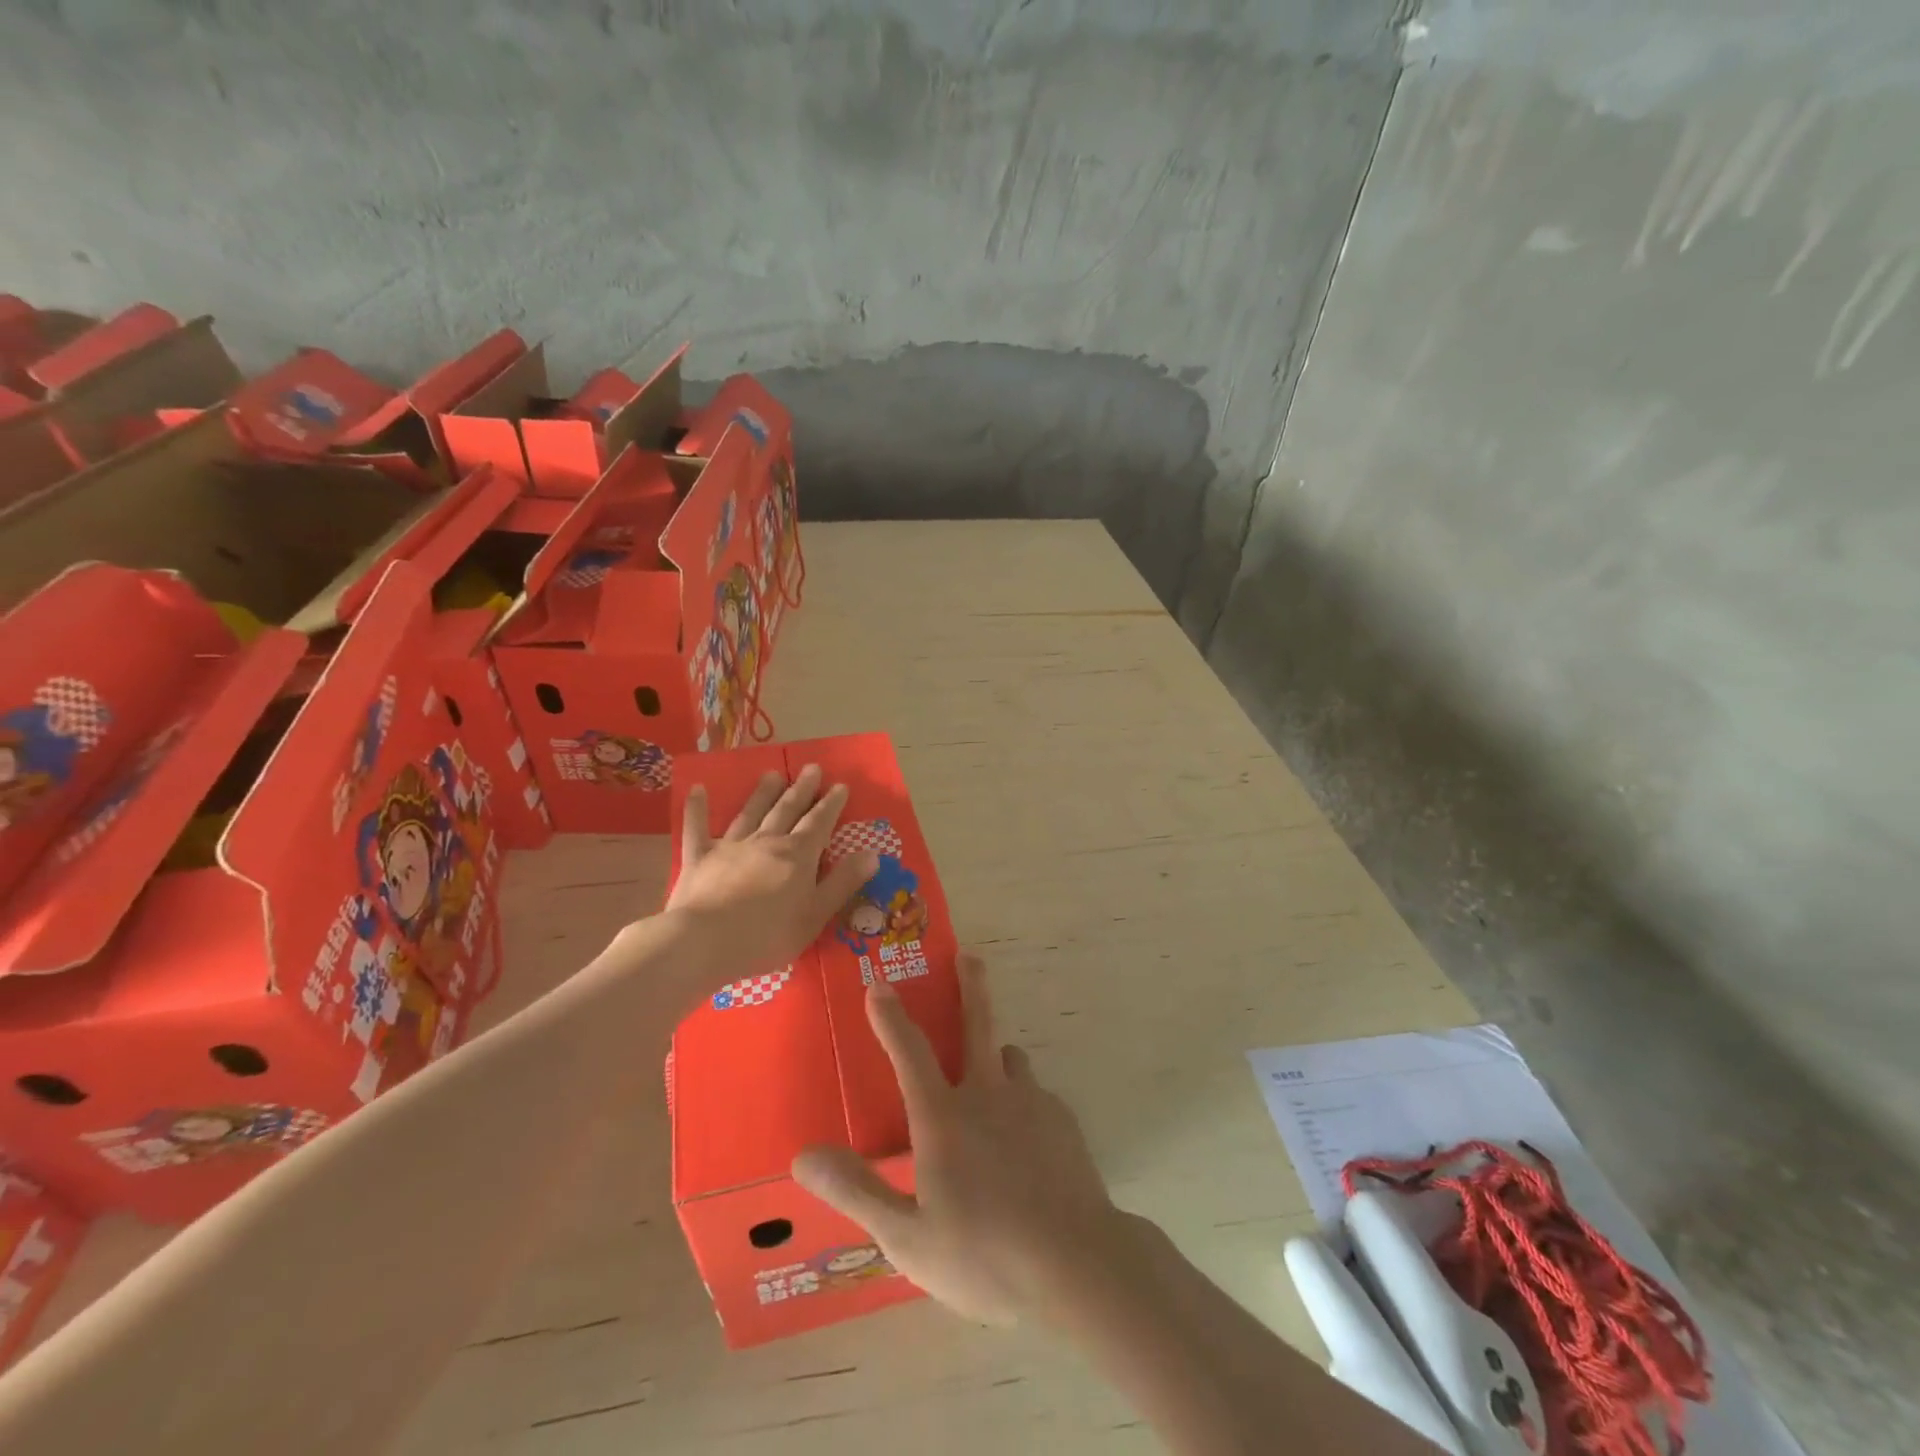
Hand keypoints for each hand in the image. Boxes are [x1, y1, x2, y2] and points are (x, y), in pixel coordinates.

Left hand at [656, 764, 878, 991]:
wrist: (704, 942)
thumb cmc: (767, 935)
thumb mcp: (816, 914)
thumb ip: (843, 882)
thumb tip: (873, 853)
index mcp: (798, 856)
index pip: (819, 823)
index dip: (831, 804)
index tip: (840, 785)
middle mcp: (767, 842)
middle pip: (788, 810)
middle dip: (802, 789)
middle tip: (812, 767)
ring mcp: (731, 847)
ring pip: (751, 813)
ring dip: (762, 793)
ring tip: (772, 773)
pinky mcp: (699, 858)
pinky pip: (697, 828)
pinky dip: (697, 808)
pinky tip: (697, 789)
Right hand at [792, 954, 1129, 1326]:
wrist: (1078, 1265)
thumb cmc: (984, 1254)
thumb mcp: (908, 1235)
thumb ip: (856, 1190)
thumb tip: (803, 1155)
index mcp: (945, 1117)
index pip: (909, 1053)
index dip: (890, 1017)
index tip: (878, 983)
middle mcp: (988, 1094)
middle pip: (977, 1024)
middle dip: (971, 986)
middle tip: (969, 956)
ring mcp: (1031, 1103)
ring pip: (1010, 1059)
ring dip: (997, 1057)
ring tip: (992, 1077)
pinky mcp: (1063, 1121)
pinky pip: (1037, 1095)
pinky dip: (1024, 1102)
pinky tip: (1027, 1142)